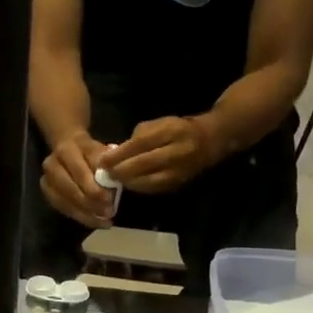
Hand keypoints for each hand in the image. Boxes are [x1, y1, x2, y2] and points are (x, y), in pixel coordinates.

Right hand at [40, 134, 114, 226]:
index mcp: (66, 149)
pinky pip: (62, 208)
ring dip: (85, 214)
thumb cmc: (90, 152)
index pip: (79, 171)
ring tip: (102, 221)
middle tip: (107, 213)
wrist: (70, 149)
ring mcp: (46, 179)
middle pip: (69, 188)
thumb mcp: (101, 152)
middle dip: (89, 203)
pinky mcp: (47, 192)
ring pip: (64, 201)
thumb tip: (110, 183)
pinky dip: (79, 216)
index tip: (109, 199)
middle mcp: (52, 163)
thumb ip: (105, 166)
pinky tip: (93, 221)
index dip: (93, 187)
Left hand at [103, 116, 223, 193]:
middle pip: (143, 164)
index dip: (120, 154)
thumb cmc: (178, 130)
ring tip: (113, 180)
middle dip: (120, 170)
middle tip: (104, 173)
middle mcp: (177, 152)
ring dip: (127, 182)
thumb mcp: (160, 123)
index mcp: (171, 131)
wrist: (209, 142)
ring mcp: (179, 171)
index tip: (103, 160)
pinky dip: (138, 187)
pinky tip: (128, 184)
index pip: (141, 143)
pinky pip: (154, 188)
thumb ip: (139, 136)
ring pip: (147, 180)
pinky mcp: (178, 184)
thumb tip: (117, 152)